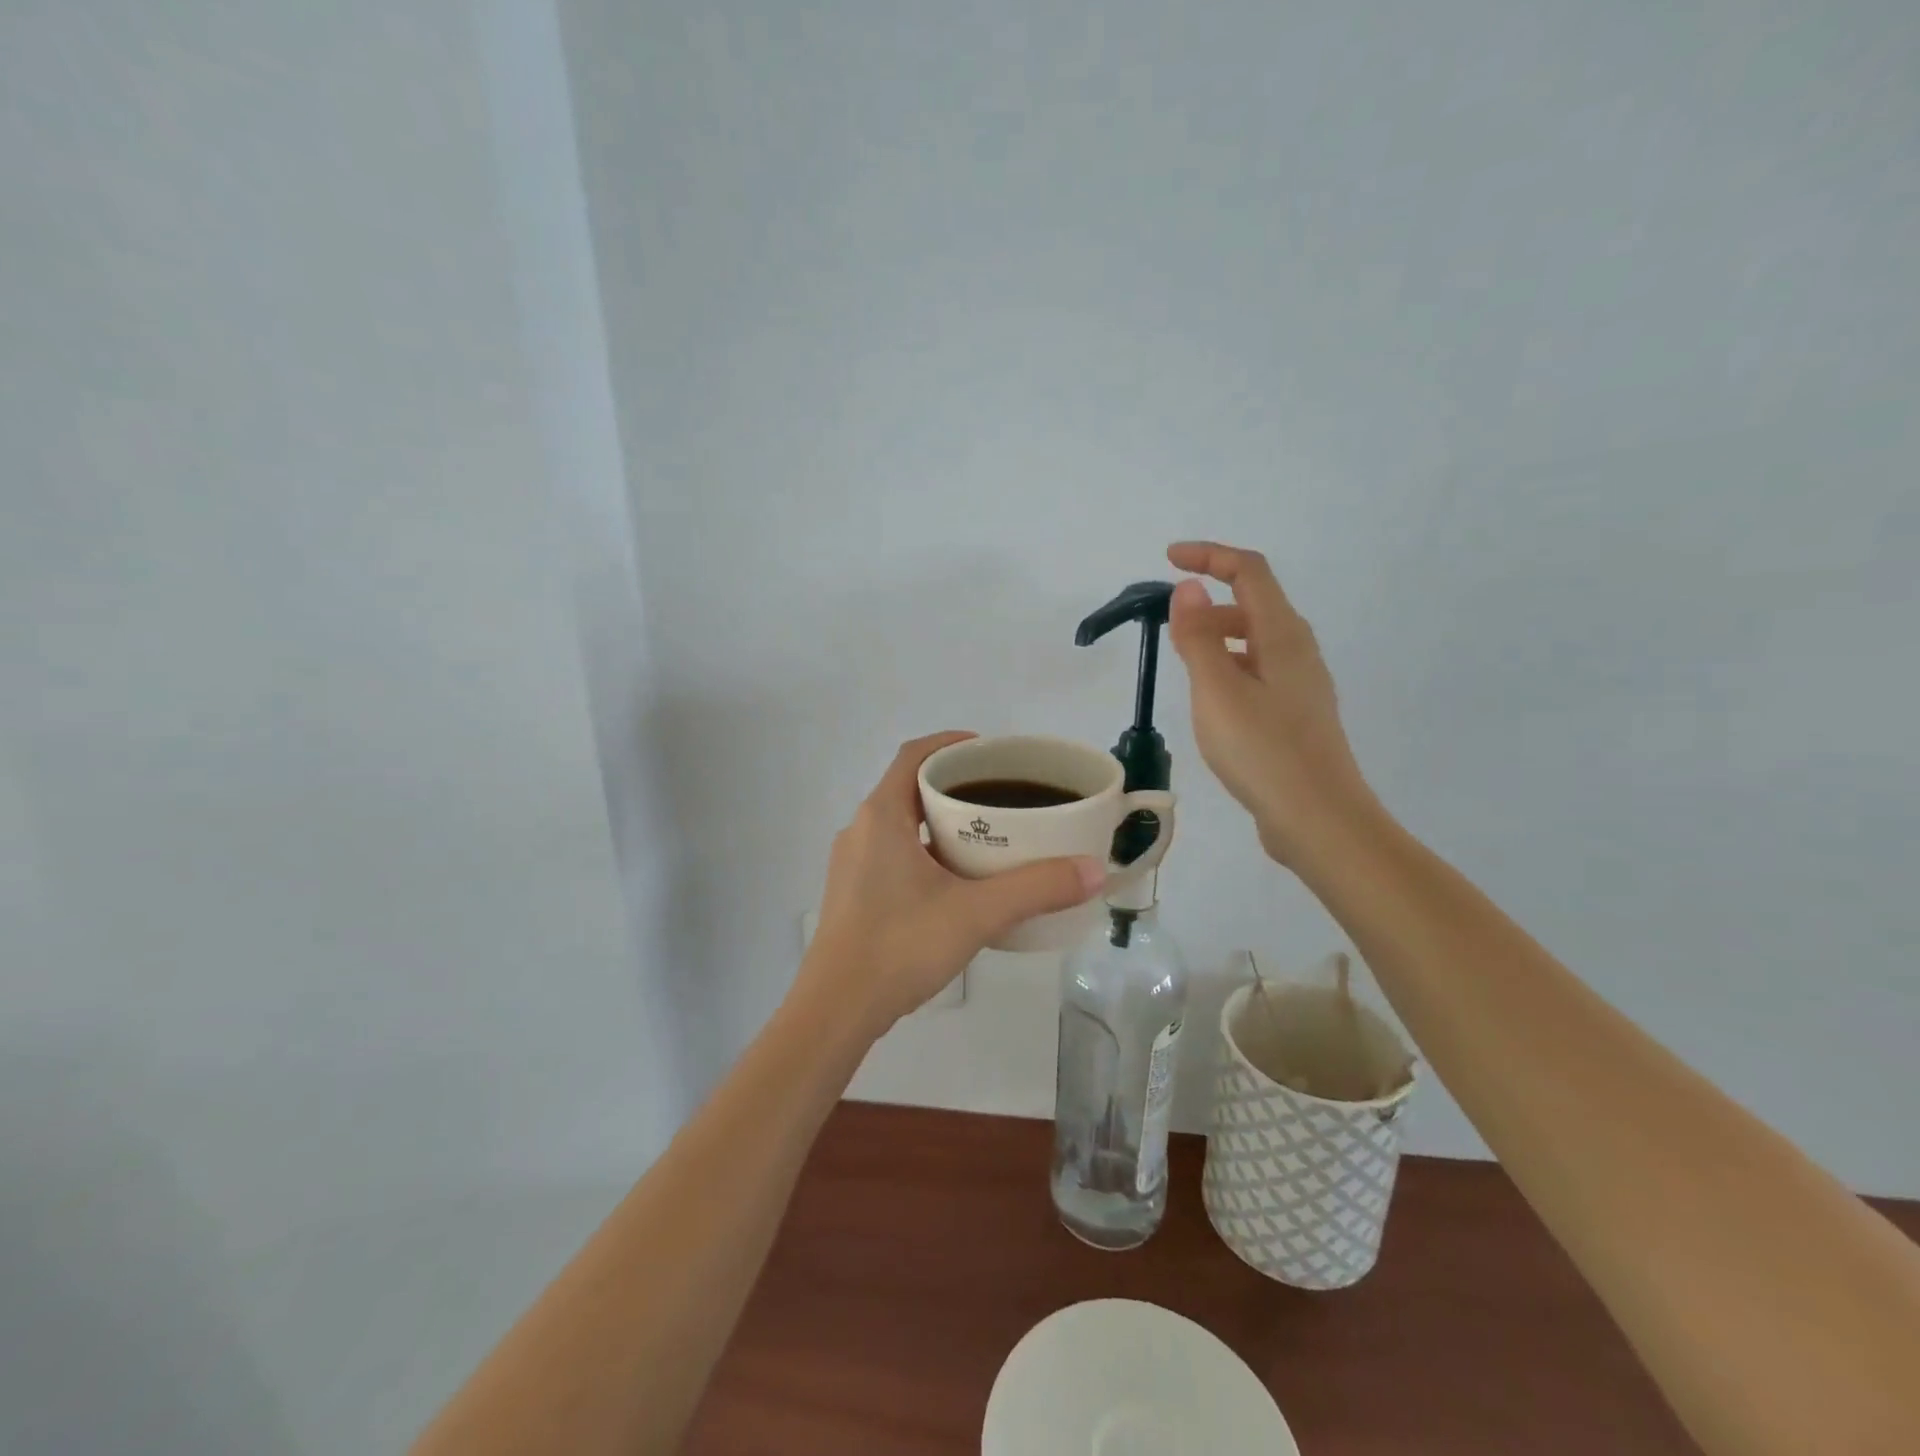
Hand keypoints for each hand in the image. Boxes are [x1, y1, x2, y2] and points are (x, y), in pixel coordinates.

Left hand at [794, 732, 1105, 1039]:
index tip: (991, 751)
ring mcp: (852, 863)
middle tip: (1002, 795)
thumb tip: (1094, 870)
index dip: (951, 744)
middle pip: (910, 788)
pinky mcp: (853, 893)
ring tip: (989, 835)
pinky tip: (958, 880)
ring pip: (901, 824)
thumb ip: (1037, 888)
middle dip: (955, 785)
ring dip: (940, 821)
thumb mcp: (976, 912)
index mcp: (881, 816)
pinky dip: (926, 851)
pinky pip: (893, 853)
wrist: (837, 1010)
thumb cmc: (901, 945)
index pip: (914, 755)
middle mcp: (861, 830)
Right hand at [1166, 541, 1375, 865]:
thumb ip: (1198, 637)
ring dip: (1216, 638)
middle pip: (1253, 604)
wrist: (1317, 819)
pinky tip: (1210, 700)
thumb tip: (1189, 588)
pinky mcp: (1295, 715)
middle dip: (1208, 603)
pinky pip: (1257, 672)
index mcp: (1283, 635)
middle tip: (1167, 629)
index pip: (1249, 571)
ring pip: (1255, 641)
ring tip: (1182, 664)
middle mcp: (1298, 650)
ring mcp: (1300, 684)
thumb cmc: (1263, 750)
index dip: (1209, 556)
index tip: (1169, 559)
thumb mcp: (1217, 690)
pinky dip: (1228, 668)